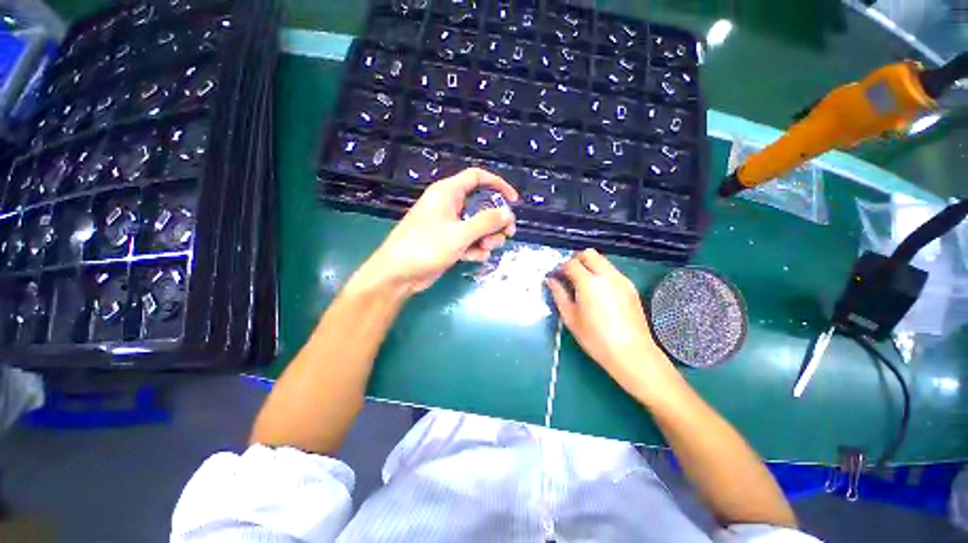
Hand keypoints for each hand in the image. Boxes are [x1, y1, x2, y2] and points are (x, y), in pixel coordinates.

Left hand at [354, 168, 518, 294]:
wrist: (399, 274)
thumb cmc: (426, 247)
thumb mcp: (459, 233)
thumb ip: (486, 222)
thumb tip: (507, 213)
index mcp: (448, 193)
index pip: (477, 177)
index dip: (498, 185)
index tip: (513, 201)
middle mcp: (449, 206)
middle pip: (481, 205)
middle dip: (496, 220)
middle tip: (507, 233)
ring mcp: (449, 225)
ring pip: (477, 225)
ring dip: (487, 237)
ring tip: (487, 248)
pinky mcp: (449, 242)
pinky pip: (469, 240)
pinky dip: (475, 248)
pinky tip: (476, 258)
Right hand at [546, 249, 680, 400]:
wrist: (631, 353)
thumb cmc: (595, 338)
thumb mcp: (570, 317)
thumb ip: (559, 294)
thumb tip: (550, 280)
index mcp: (588, 282)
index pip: (571, 263)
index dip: (561, 268)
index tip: (556, 277)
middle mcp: (606, 275)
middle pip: (589, 254)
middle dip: (576, 260)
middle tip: (569, 276)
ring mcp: (621, 279)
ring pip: (602, 260)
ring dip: (589, 265)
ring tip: (583, 285)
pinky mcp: (631, 287)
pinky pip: (612, 271)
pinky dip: (601, 273)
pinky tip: (599, 292)